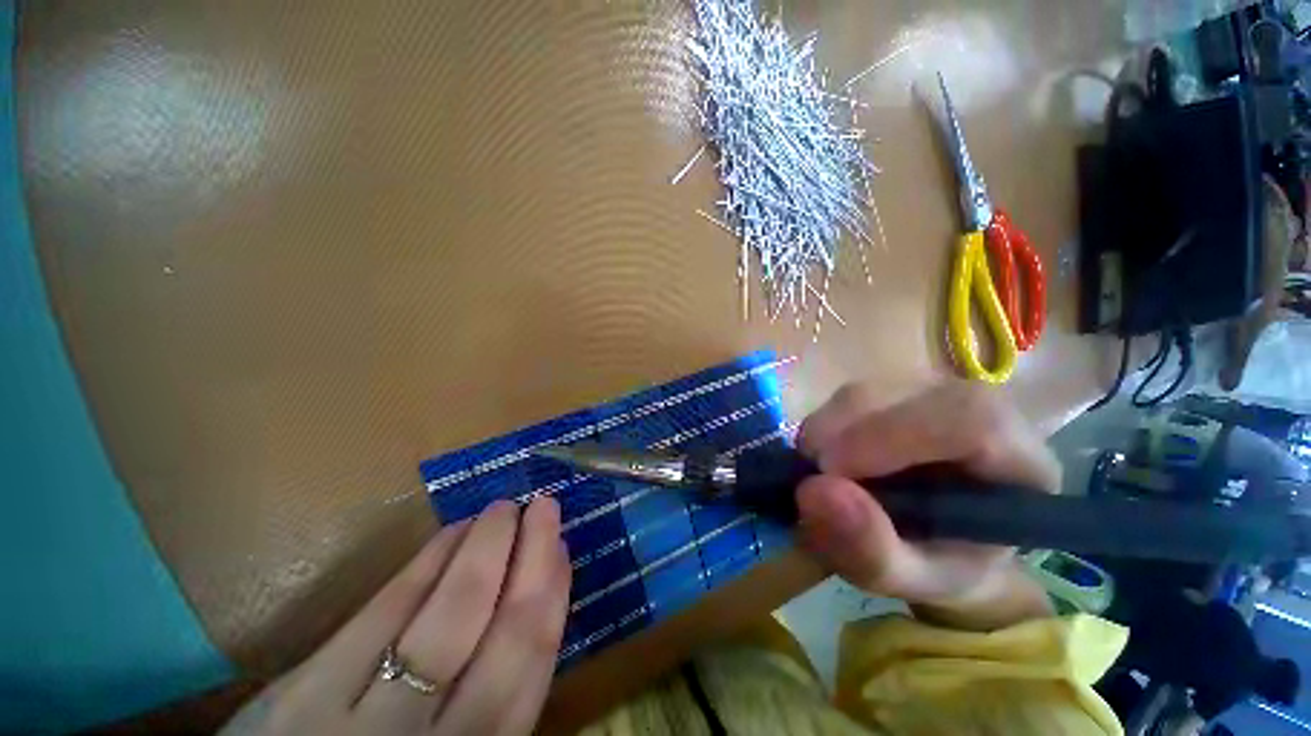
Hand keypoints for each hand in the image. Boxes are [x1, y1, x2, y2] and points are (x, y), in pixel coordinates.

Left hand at [222, 498, 570, 735]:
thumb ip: (488, 697)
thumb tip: (528, 608)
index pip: (528, 672)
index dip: (553, 599)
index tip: (562, 548)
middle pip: (500, 639)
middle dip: (530, 559)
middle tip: (545, 506)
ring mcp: (356, 721)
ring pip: (445, 618)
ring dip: (484, 549)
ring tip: (503, 509)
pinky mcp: (301, 696)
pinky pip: (382, 613)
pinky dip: (426, 565)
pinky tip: (450, 533)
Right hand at [795, 380, 1059, 625]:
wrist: (944, 540)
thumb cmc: (944, 563)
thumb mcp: (915, 582)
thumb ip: (872, 553)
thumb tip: (811, 492)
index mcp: (1020, 460)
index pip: (969, 421)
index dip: (887, 439)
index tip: (831, 474)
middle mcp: (976, 408)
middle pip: (898, 398)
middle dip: (839, 438)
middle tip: (815, 485)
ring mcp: (930, 391)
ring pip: (861, 394)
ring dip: (824, 436)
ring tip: (825, 482)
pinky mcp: (892, 389)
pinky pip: (843, 398)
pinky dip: (821, 430)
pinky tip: (828, 462)